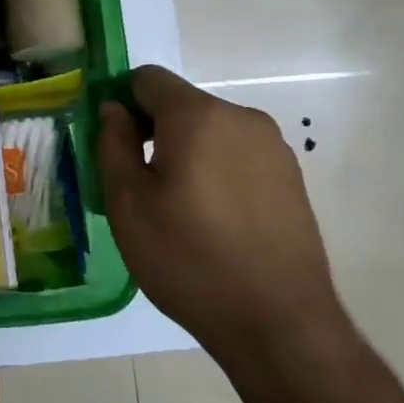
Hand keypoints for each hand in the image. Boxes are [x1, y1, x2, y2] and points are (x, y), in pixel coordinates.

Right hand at [97, 65, 345, 364]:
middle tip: (137, 184)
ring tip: (176, 208)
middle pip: (181, 104)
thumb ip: (113, 143)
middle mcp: (242, 118)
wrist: (279, 324)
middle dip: (153, 130)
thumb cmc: (188, 258)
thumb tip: (113, 109)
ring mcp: (274, 148)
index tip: (111, 144)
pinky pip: (237, 156)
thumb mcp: (127, 202)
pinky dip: (215, 171)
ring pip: (210, 131)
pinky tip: (211, 220)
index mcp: (198, 116)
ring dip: (185, 152)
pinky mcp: (291, 178)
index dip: (121, 102)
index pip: (147, 79)